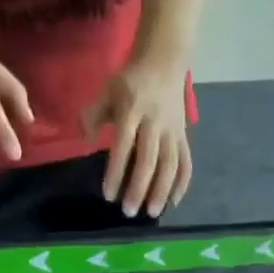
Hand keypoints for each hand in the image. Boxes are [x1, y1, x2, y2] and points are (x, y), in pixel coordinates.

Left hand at [85, 58, 192, 217]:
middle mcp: (155, 122)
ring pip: (170, 164)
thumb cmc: (130, 81)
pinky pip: (186, 162)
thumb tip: (87, 141)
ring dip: (162, 191)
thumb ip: (93, 115)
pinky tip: (174, 202)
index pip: (124, 145)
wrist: (164, 60)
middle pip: (149, 160)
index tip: (109, 195)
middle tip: (129, 212)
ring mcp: (172, 130)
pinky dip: (182, 183)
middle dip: (139, 188)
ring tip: (152, 213)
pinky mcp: (183, 135)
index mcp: (133, 109)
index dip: (116, 171)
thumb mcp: (107, 90)